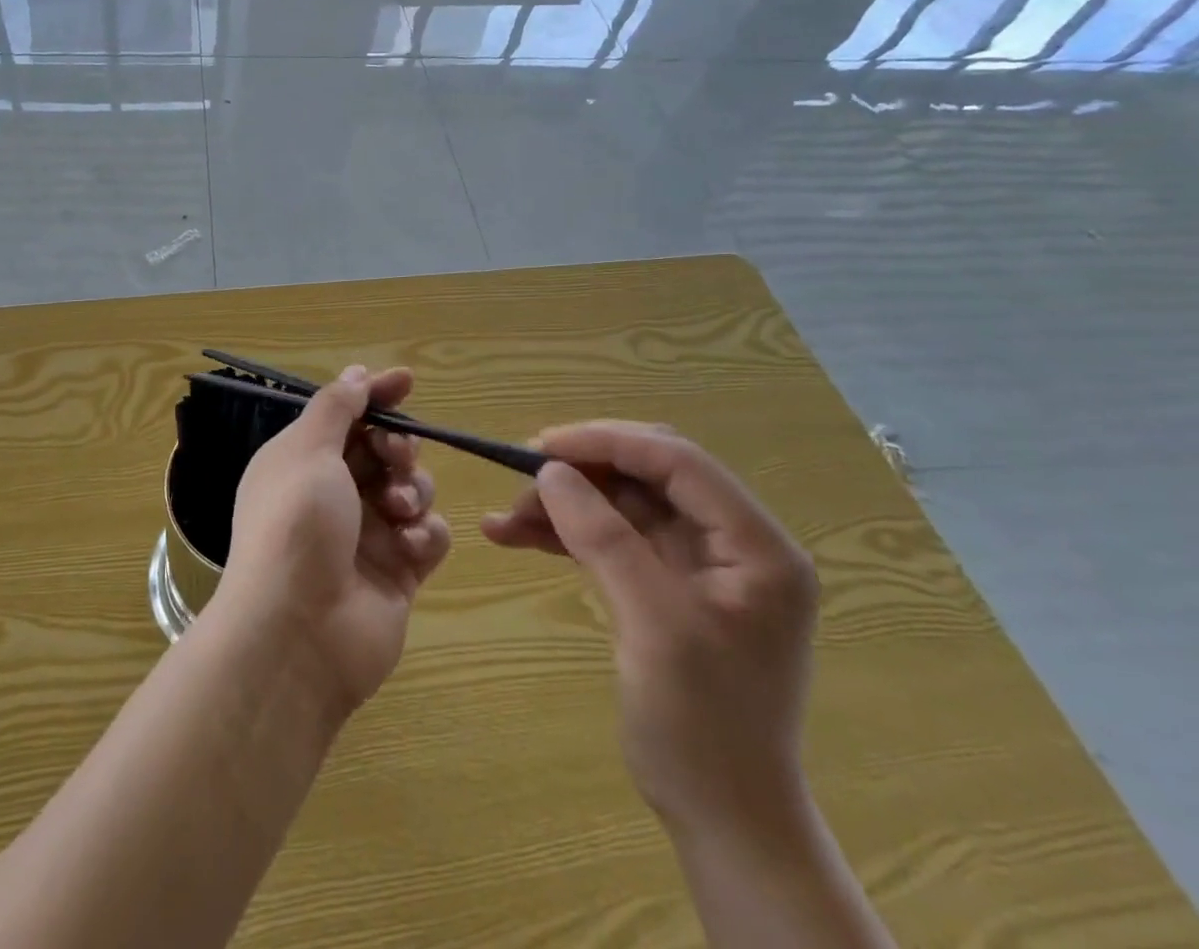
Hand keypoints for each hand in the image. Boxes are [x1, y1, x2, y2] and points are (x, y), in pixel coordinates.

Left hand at [219, 365, 452, 717]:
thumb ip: (335, 408)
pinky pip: (428, 536)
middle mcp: (332, 494)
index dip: (375, 395)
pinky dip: (425, 534)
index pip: (345, 415)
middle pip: (382, 450)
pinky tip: (411, 546)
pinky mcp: (397, 572)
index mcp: (302, 461)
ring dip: (412, 489)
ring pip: (410, 488)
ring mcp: (366, 535)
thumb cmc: (296, 525)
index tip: (407, 381)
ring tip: (397, 510)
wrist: (298, 632)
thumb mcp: (308, 451)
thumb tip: (355, 374)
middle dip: (397, 445)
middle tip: (396, 455)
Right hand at [481, 422, 818, 834]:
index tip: (541, 446)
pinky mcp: (662, 586)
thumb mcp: (654, 624)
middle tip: (521, 476)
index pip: (678, 461)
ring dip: (562, 504)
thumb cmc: (703, 725)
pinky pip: (608, 538)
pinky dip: (562, 534)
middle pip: (646, 475)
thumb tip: (551, 470)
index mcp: (756, 546)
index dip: (608, 442)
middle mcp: (731, 544)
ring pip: (619, 504)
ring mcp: (695, 565)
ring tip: (503, 519)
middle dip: (581, 470)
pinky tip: (513, 536)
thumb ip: (604, 538)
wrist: (721, 817)